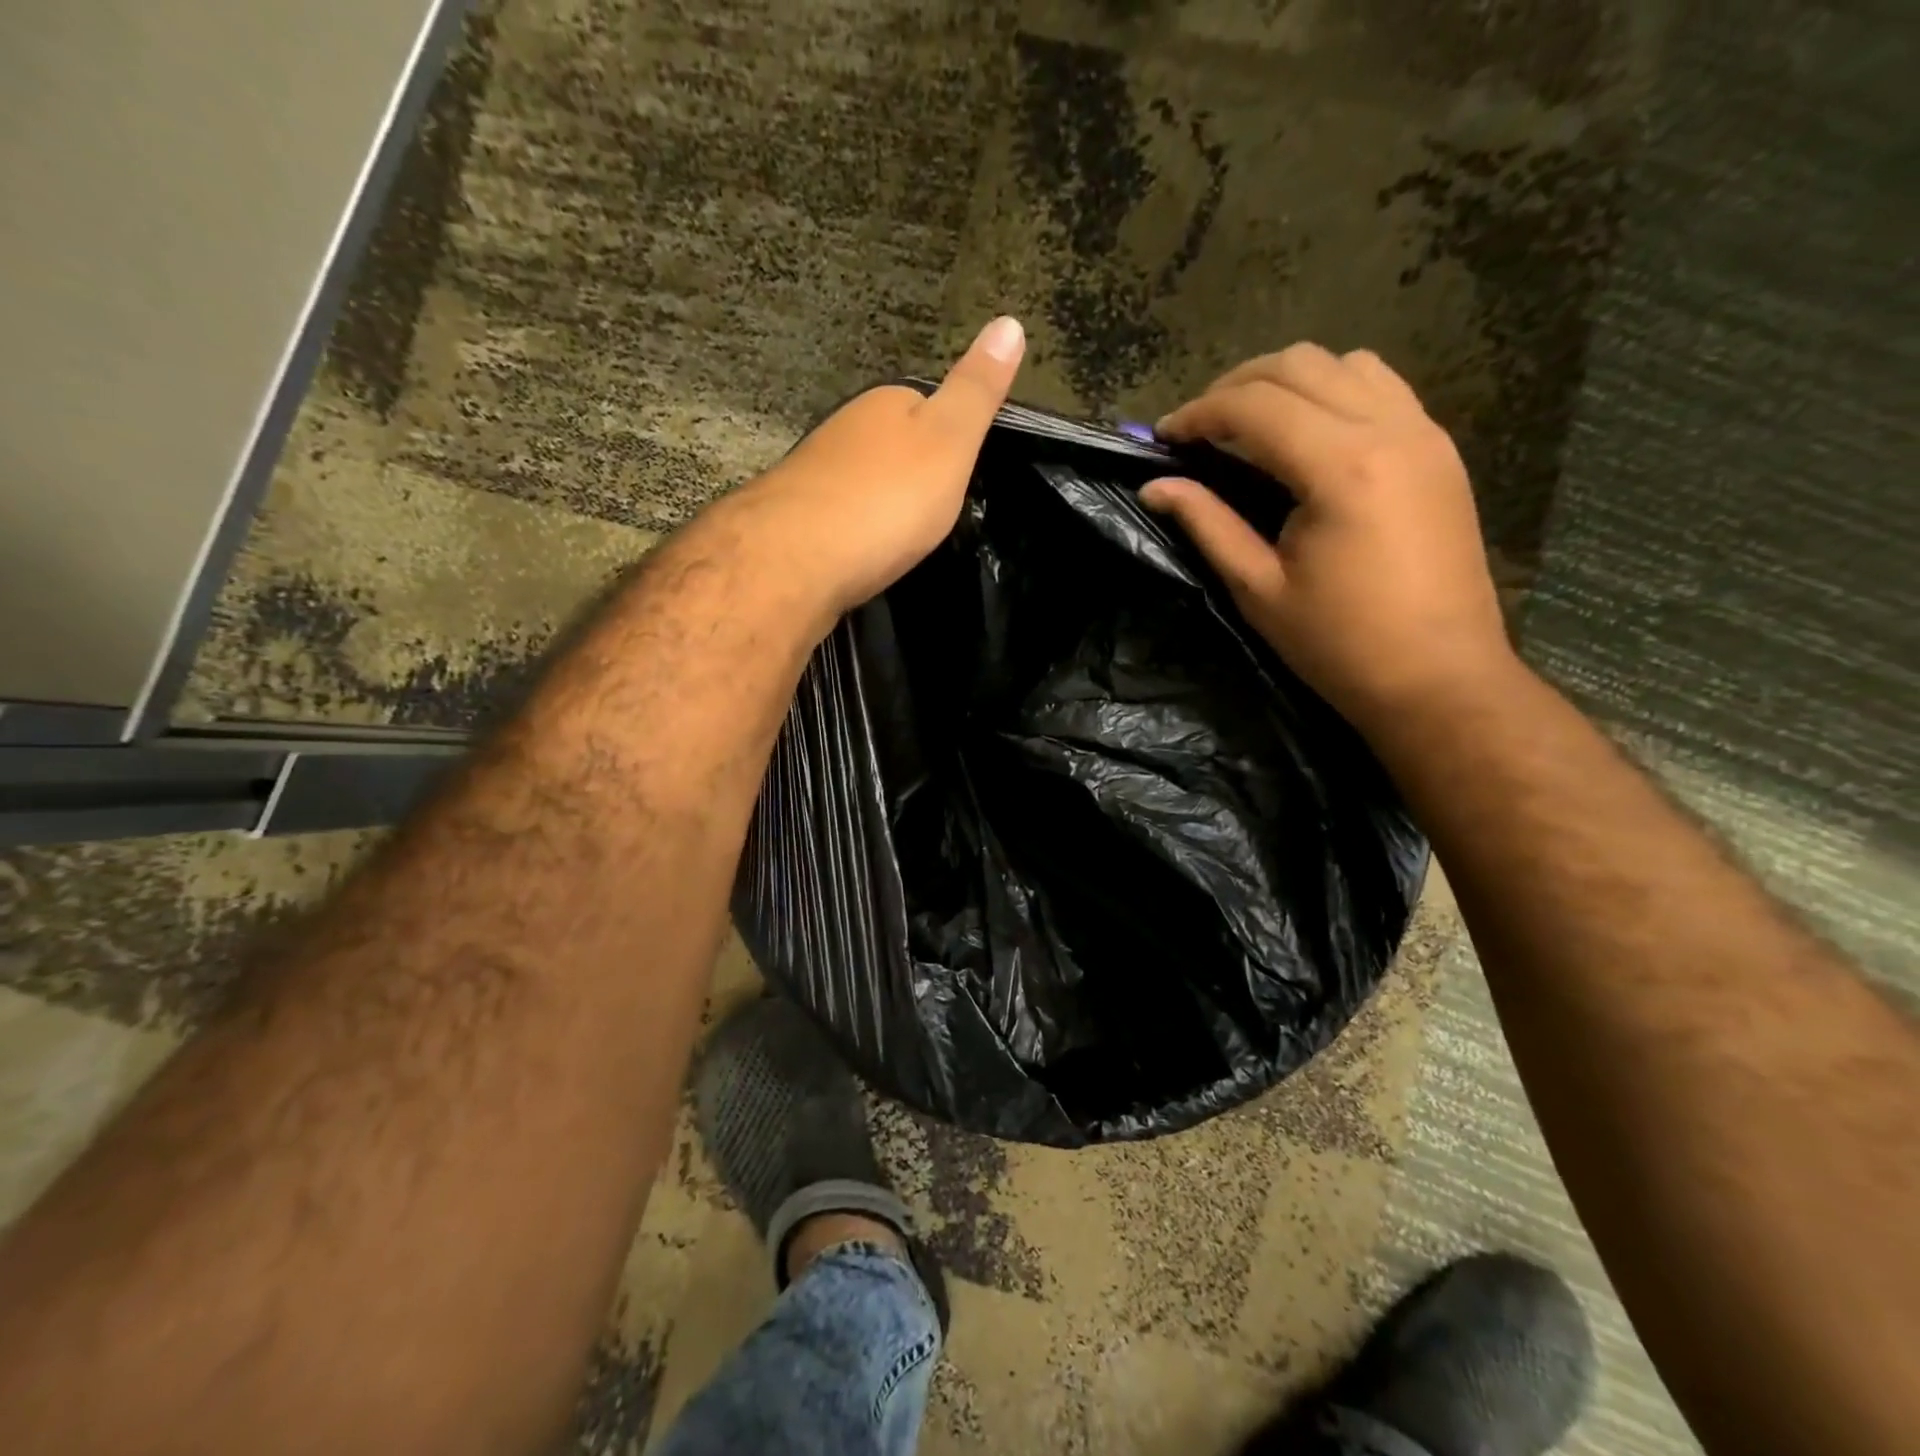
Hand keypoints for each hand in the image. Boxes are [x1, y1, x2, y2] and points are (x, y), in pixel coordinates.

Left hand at [727, 316, 1024, 620]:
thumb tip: (1010, 322)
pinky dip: (855, 532)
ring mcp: (812, 475)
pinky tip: (863, 554)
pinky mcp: (795, 521)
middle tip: (935, 515)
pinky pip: (838, 520)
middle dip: (910, 475)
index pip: (925, 406)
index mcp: (884, 405)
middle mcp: (843, 430)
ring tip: (901, 538)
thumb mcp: (951, 441)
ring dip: (879, 505)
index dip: (950, 438)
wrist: (796, 559)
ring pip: (860, 483)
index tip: (963, 475)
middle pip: (888, 447)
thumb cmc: (886, 499)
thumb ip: (977, 391)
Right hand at [1141, 343, 1511, 734]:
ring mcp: (1424, 433)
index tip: (1162, 438)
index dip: (1198, 414)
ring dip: (1287, 381)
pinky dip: (1332, 391)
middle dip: (1235, 386)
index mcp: (1340, 467)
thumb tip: (1155, 486)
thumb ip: (1207, 524)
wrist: (1440, 677)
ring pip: (1345, 363)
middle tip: (1197, 429)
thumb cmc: (1339, 644)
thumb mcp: (1258, 588)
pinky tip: (1307, 434)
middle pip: (1299, 365)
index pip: (1254, 405)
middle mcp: (1389, 429)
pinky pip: (1381, 387)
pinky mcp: (1439, 450)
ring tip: (1249, 424)